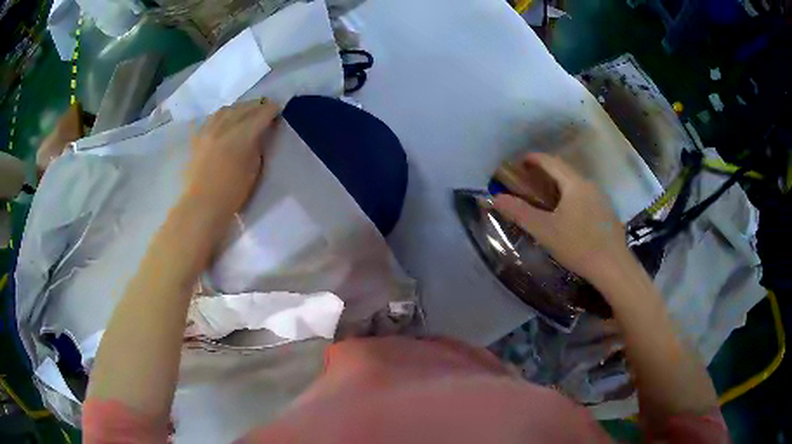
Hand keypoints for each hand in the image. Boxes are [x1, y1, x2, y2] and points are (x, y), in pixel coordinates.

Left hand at [183, 99, 279, 222]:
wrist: (202, 205)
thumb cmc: (232, 193)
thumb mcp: (254, 169)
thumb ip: (257, 146)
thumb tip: (259, 133)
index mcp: (242, 136)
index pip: (261, 114)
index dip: (271, 110)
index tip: (278, 110)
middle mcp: (224, 127)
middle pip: (244, 108)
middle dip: (257, 106)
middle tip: (265, 108)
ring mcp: (208, 130)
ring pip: (226, 110)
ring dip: (239, 108)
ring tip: (245, 112)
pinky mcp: (197, 138)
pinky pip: (211, 119)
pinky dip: (221, 116)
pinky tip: (224, 120)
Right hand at [493, 153, 627, 281]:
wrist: (613, 267)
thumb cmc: (578, 245)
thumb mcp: (545, 230)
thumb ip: (520, 212)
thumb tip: (496, 198)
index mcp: (574, 184)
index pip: (551, 161)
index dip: (533, 158)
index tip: (519, 162)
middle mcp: (589, 185)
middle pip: (564, 170)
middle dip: (545, 170)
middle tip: (528, 181)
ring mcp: (601, 198)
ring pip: (575, 184)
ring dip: (558, 184)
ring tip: (545, 197)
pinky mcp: (606, 212)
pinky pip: (584, 196)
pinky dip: (570, 196)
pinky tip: (567, 215)